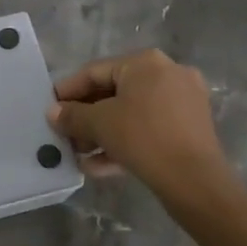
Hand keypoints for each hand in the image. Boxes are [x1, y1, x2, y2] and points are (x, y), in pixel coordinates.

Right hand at [48, 49, 240, 209]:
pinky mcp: (190, 128)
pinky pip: (148, 128)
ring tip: (80, 154)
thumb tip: (53, 112)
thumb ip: (72, 115)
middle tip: (65, 135)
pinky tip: (100, 166)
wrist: (196, 182)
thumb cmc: (144, 138)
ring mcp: (183, 101)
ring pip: (131, 113)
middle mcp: (167, 73)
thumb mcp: (100, 124)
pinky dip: (125, 142)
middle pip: (114, 92)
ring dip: (102, 133)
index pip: (95, 72)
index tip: (50, 109)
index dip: (68, 91)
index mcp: (145, 62)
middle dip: (86, 117)